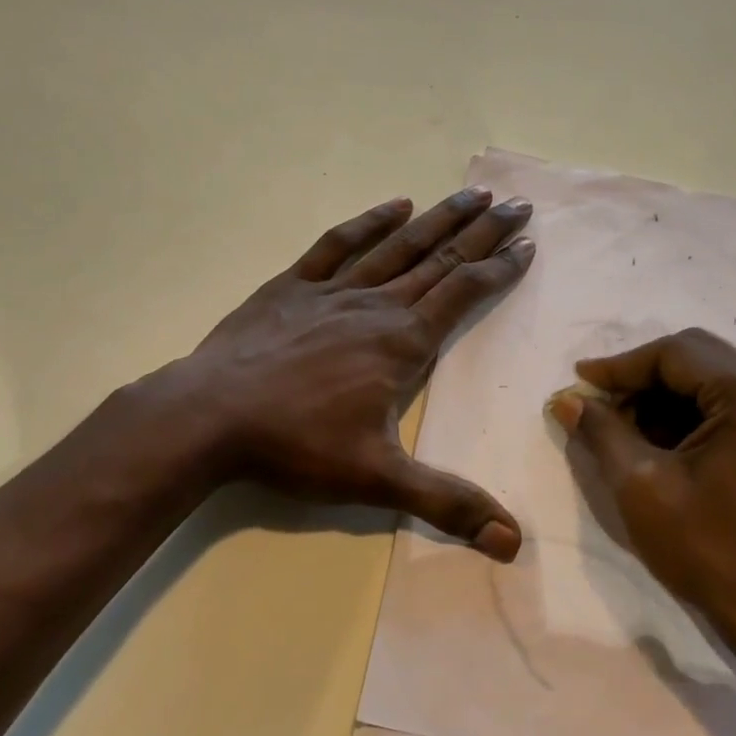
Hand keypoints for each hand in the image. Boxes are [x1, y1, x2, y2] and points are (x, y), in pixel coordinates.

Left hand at [134, 187, 535, 558]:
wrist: (208, 416)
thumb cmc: (296, 446)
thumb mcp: (377, 480)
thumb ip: (447, 503)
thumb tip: (512, 542)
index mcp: (402, 342)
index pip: (464, 293)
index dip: (499, 269)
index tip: (527, 243)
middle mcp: (376, 305)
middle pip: (441, 259)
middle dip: (484, 231)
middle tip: (519, 204)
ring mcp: (333, 290)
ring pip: (398, 245)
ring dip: (439, 218)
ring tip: (472, 193)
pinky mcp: (293, 286)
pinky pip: (338, 244)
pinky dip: (369, 222)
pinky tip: (394, 205)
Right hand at [549, 328, 735, 670]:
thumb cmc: (710, 552)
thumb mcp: (641, 487)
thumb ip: (601, 431)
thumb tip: (566, 400)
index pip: (675, 353)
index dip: (620, 366)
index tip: (578, 382)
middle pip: (697, 358)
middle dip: (641, 379)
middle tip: (597, 404)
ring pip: (713, 380)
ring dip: (664, 398)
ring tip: (621, 427)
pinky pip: (731, 405)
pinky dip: (691, 415)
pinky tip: (658, 442)